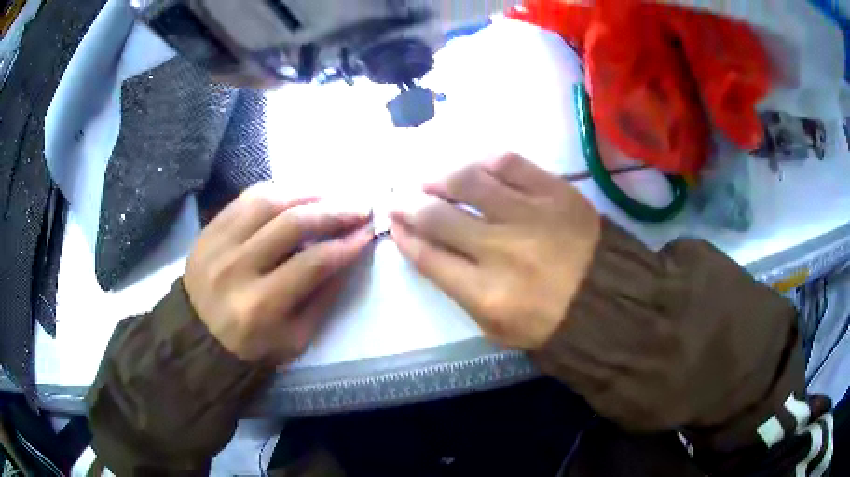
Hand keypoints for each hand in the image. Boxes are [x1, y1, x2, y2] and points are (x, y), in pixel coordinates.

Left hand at [184, 185, 372, 363]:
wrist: (197, 337)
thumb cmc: (252, 346)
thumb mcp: (295, 339)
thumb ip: (323, 297)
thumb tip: (348, 254)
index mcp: (260, 307)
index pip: (312, 264)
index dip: (346, 244)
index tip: (368, 233)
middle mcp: (236, 269)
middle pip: (292, 224)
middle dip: (334, 211)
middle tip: (359, 207)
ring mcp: (217, 244)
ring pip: (268, 201)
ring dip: (307, 193)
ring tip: (331, 195)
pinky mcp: (208, 230)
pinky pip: (245, 198)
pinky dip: (277, 191)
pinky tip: (296, 194)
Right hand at [390, 153, 600, 349]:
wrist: (611, 300)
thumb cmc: (551, 322)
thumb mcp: (497, 326)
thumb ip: (459, 290)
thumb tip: (427, 249)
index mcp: (486, 294)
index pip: (428, 257)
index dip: (404, 236)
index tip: (394, 223)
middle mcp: (501, 250)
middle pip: (438, 217)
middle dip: (408, 205)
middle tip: (398, 198)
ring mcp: (530, 215)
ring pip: (469, 182)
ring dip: (439, 178)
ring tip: (429, 180)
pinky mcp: (556, 192)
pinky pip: (510, 164)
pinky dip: (483, 162)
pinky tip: (473, 168)